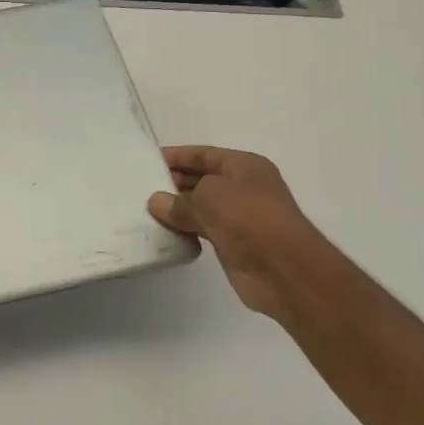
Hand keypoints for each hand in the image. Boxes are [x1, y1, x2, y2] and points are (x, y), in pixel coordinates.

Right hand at [146, 146, 329, 322]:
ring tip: (146, 209)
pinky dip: (185, 229)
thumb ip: (178, 201)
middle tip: (140, 187)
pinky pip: (203, 230)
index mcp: (244, 166)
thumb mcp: (207, 198)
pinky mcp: (234, 242)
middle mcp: (243, 187)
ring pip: (201, 206)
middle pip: (201, 179)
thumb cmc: (248, 218)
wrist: (283, 269)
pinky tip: (164, 231)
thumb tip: (156, 203)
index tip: (147, 162)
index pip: (202, 155)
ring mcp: (240, 216)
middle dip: (173, 182)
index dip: (176, 156)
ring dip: (177, 208)